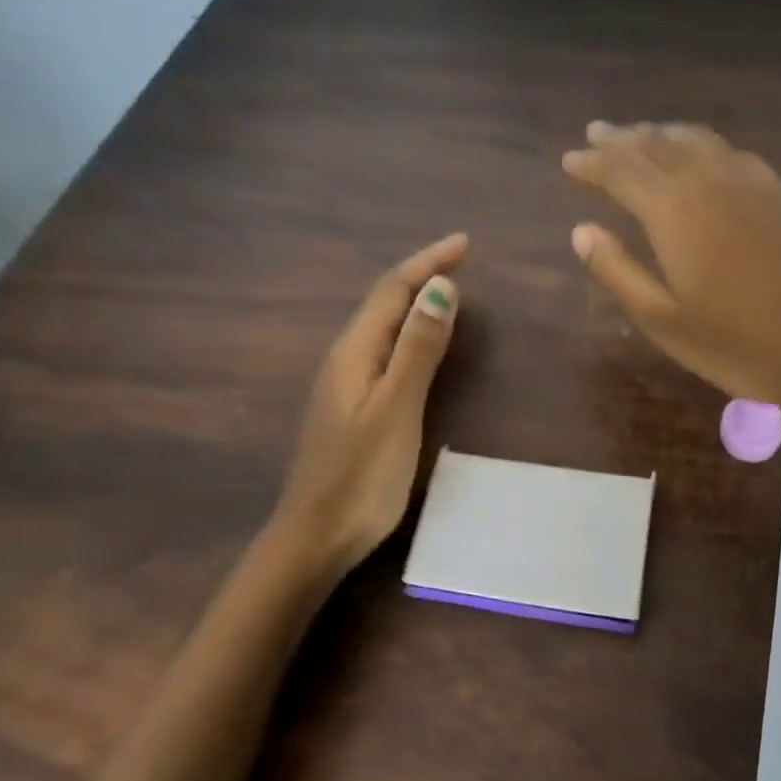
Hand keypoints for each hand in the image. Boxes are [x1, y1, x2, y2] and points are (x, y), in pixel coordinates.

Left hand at [273, 233, 465, 579]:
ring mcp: (345, 384)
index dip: (427, 262)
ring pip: (383, 326)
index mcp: (354, 352)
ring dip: (415, 301)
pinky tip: (421, 344)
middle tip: (462, 260)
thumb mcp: (396, 409)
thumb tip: (441, 287)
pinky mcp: (353, 406)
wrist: (315, 537)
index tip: (465, 242)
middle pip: (384, 302)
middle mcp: (345, 358)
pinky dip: (410, 332)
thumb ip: (418, 349)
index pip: (392, 290)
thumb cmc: (360, 476)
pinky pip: (384, 350)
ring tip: (448, 289)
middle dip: (421, 274)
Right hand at [563, 123, 780, 413]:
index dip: (591, 163)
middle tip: (595, 134)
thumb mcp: (662, 319)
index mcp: (673, 211)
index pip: (620, 171)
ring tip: (638, 135)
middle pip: (655, 144)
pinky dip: (697, 143)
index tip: (569, 160)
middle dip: (621, 138)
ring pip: (693, 139)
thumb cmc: (737, 343)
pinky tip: (696, 154)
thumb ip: (617, 270)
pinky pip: (726, 150)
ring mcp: (749, 180)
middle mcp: (708, 180)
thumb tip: (581, 231)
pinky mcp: (778, 190)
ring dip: (659, 133)